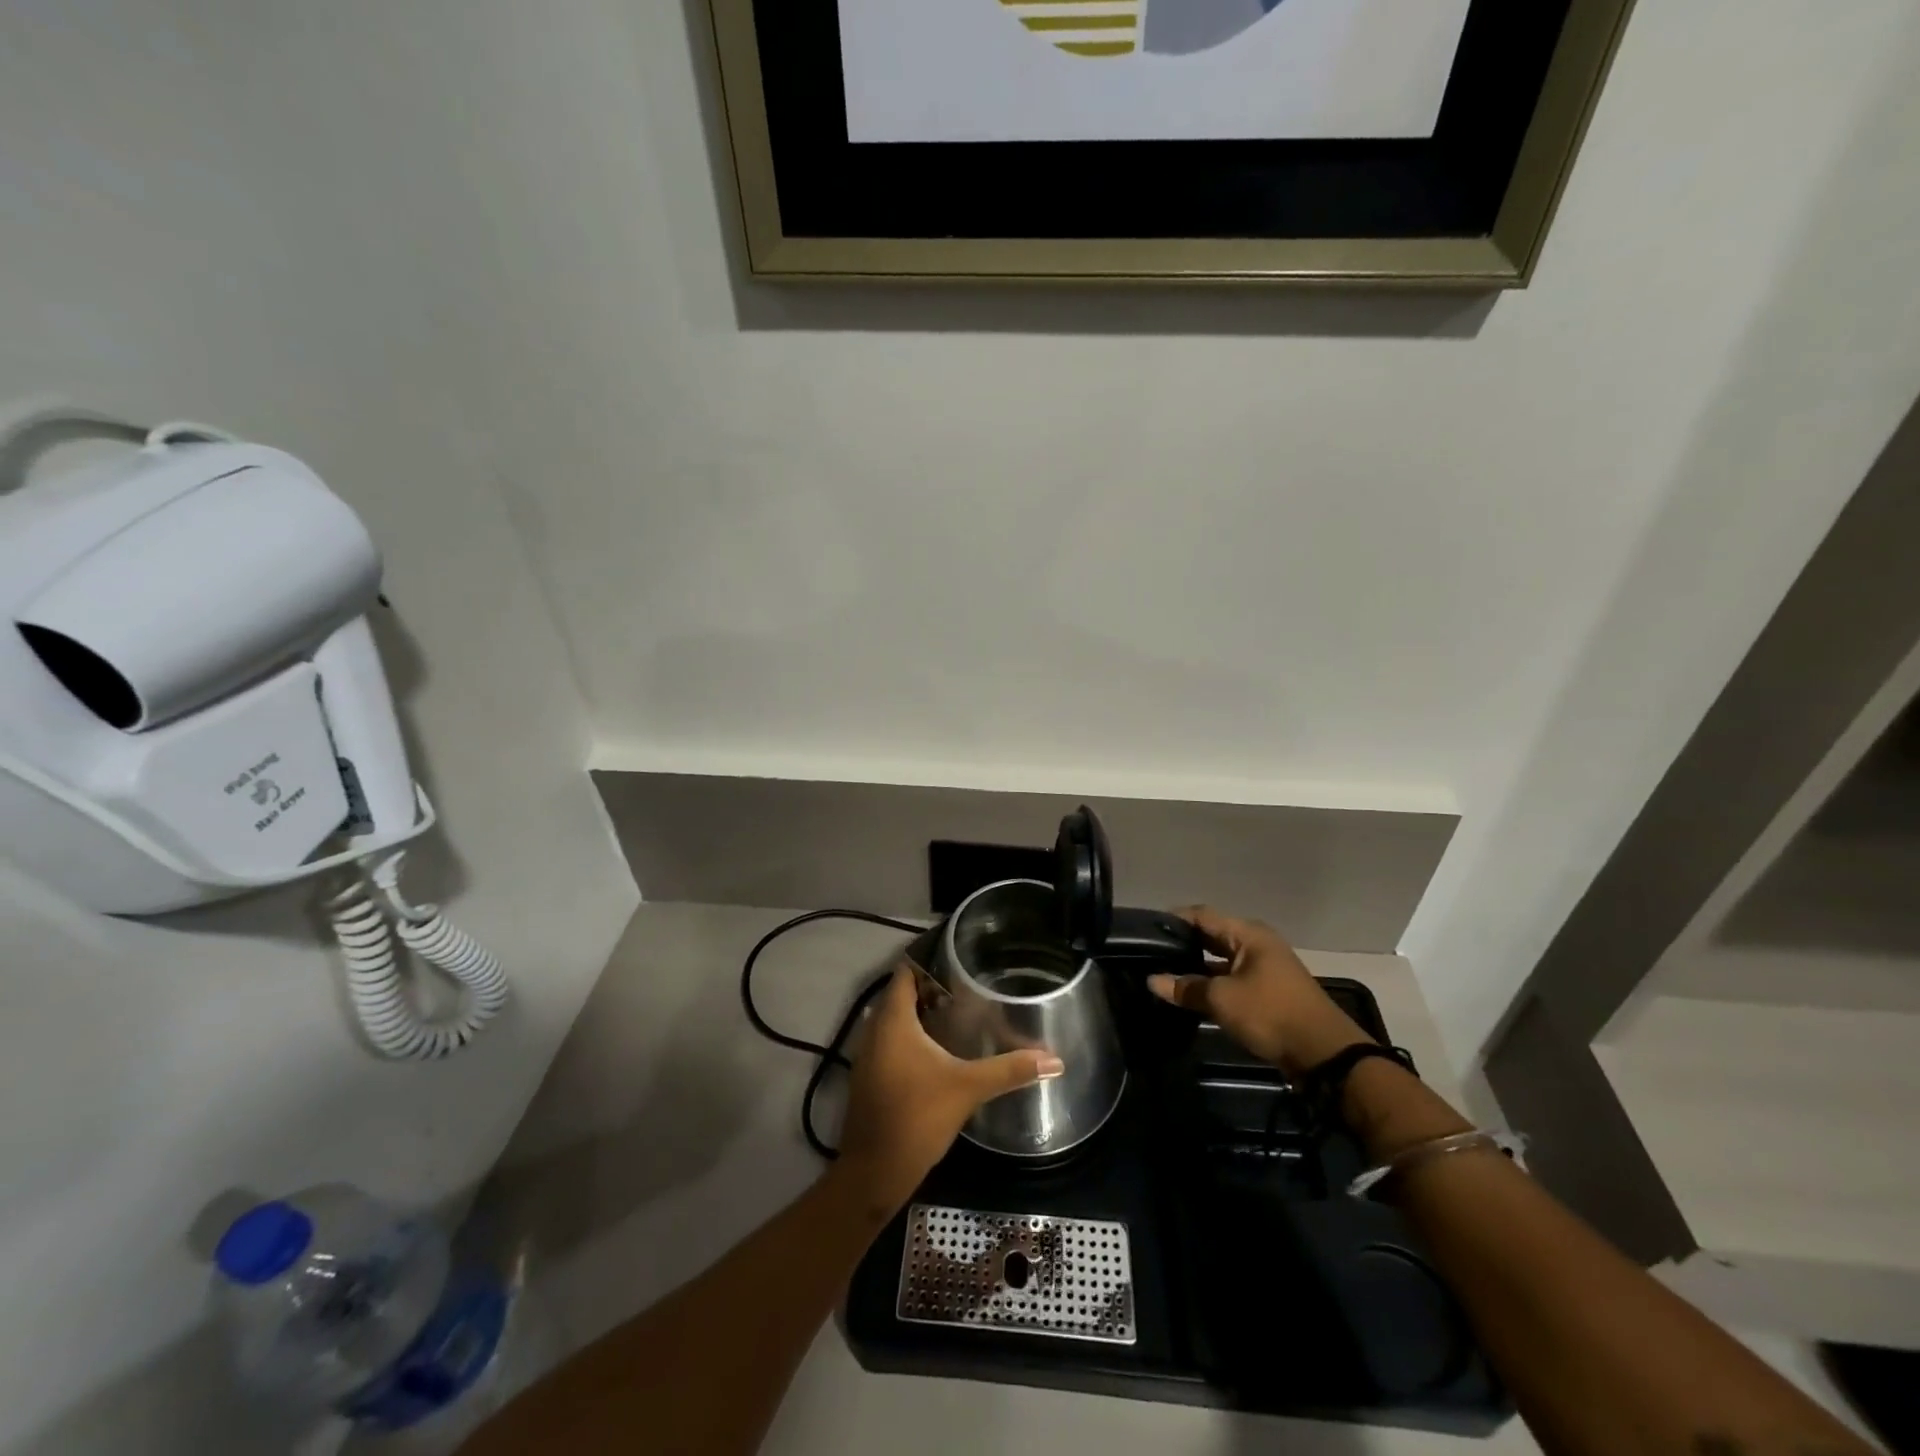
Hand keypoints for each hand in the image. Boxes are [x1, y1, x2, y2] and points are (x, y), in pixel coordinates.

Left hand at [834, 965, 1063, 1213]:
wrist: (874, 1173)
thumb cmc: (917, 1117)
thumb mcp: (968, 1088)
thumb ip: (1009, 1070)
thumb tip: (1055, 1059)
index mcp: (893, 1020)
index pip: (906, 972)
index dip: (929, 961)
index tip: (959, 958)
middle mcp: (874, 1029)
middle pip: (901, 994)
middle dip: (931, 988)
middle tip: (968, 985)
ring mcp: (867, 1055)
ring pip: (894, 1020)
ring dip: (920, 1014)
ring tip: (958, 1012)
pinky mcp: (869, 1077)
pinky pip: (889, 1041)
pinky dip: (910, 1037)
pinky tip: (937, 1050)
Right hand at [1146, 906, 1372, 1077]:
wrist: (1325, 1055)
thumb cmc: (1271, 1014)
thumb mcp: (1222, 999)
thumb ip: (1185, 987)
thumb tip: (1152, 980)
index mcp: (1248, 934)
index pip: (1203, 915)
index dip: (1174, 919)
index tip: (1146, 929)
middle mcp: (1257, 944)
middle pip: (1212, 935)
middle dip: (1183, 943)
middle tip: (1150, 952)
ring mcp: (1264, 968)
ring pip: (1221, 960)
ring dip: (1196, 967)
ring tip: (1164, 973)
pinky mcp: (1268, 992)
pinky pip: (1231, 978)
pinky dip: (1211, 983)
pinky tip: (1190, 994)